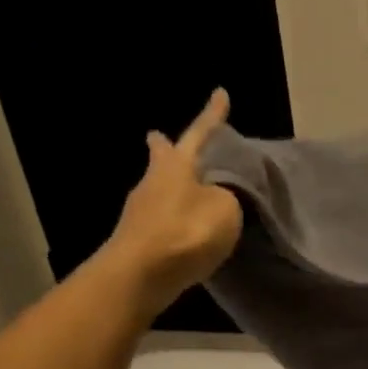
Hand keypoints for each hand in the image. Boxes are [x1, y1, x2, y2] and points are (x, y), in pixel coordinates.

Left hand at [106, 89, 243, 316]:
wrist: (139, 275)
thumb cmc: (186, 232)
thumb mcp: (225, 209)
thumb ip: (228, 196)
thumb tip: (220, 195)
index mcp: (177, 166)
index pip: (200, 133)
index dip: (213, 116)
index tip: (220, 92)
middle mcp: (155, 181)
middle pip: (164, 158)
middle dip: (166, 147)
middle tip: (161, 137)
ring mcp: (143, 210)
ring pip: (161, 187)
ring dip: (172, 183)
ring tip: (188, 184)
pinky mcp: (140, 237)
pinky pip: (163, 216)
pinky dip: (175, 212)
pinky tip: (184, 222)